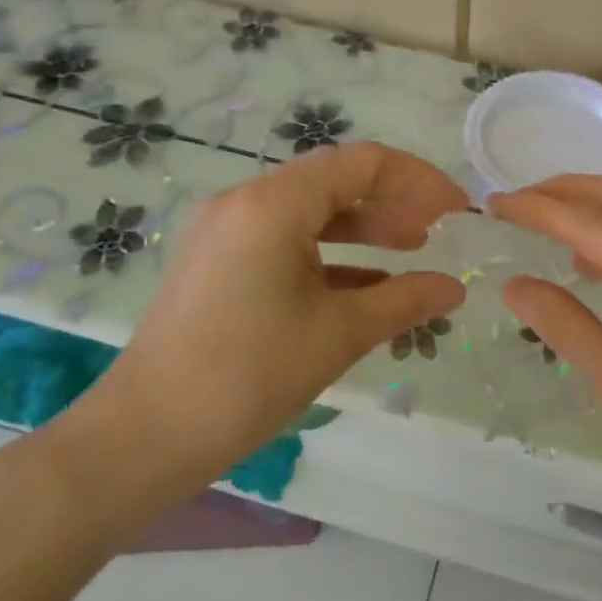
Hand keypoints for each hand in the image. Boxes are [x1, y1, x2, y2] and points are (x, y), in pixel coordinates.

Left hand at [78, 144, 466, 503]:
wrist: (144, 437)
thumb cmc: (248, 376)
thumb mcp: (338, 334)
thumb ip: (405, 301)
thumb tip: (455, 289)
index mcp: (274, 205)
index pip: (362, 163)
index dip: (418, 180)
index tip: (456, 210)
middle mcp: (246, 202)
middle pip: (335, 181)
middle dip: (392, 202)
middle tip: (436, 232)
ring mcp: (226, 231)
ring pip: (310, 211)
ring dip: (363, 226)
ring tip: (410, 249)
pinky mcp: (218, 261)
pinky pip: (285, 240)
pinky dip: (330, 253)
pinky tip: (366, 282)